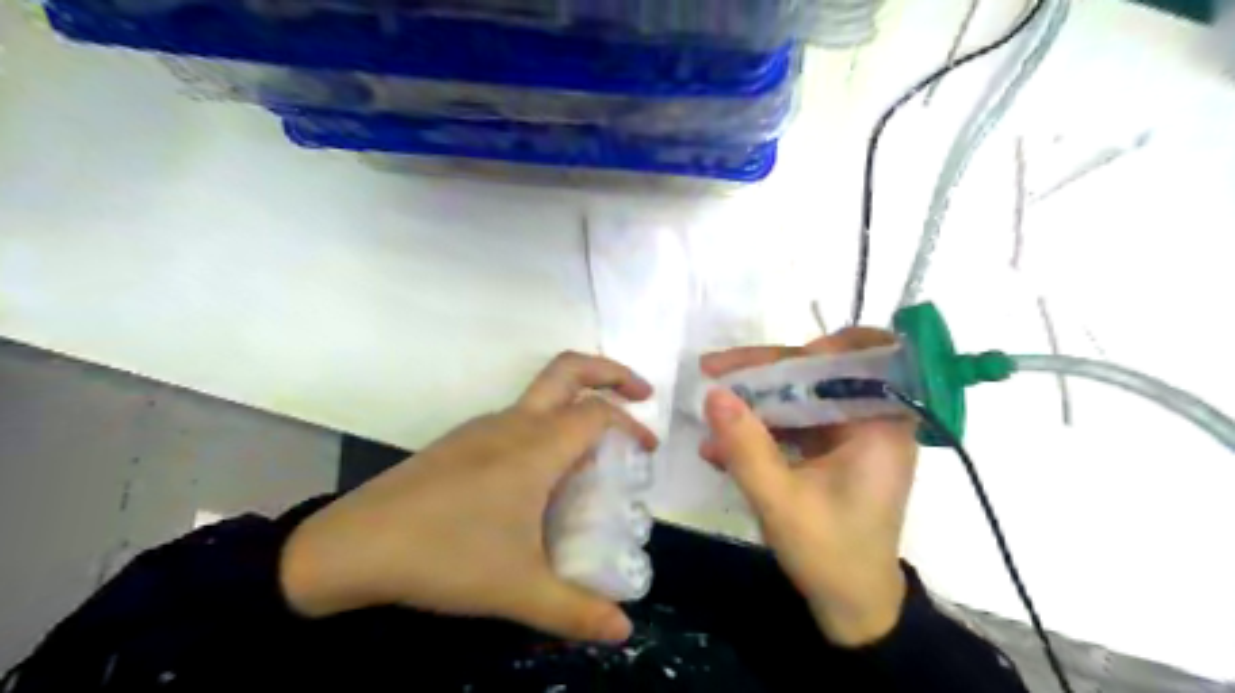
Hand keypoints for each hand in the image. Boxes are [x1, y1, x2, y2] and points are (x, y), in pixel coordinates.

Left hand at [283, 352, 659, 642]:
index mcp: (536, 446)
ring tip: (594, 450)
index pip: (598, 414)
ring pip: (542, 394)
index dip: (631, 425)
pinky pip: (518, 418)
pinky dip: (547, 426)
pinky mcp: (461, 441)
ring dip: (577, 404)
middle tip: (639, 393)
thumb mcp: (518, 589)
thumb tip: (624, 631)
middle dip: (611, 373)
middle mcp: (513, 423)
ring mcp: (483, 427)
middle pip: (570, 369)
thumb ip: (575, 610)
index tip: (646, 452)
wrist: (354, 545)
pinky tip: (542, 476)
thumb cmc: (446, 555)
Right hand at [692, 326, 915, 643]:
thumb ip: (746, 447)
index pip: (860, 358)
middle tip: (713, 371)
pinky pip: (794, 425)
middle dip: (764, 372)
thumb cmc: (830, 556)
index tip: (769, 362)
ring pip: (800, 396)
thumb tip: (713, 393)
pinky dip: (760, 431)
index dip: (818, 347)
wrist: (852, 608)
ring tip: (709, 412)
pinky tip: (720, 448)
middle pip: (818, 373)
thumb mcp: (781, 502)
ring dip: (754, 403)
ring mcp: (850, 436)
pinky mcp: (831, 451)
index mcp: (881, 425)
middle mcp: (871, 420)